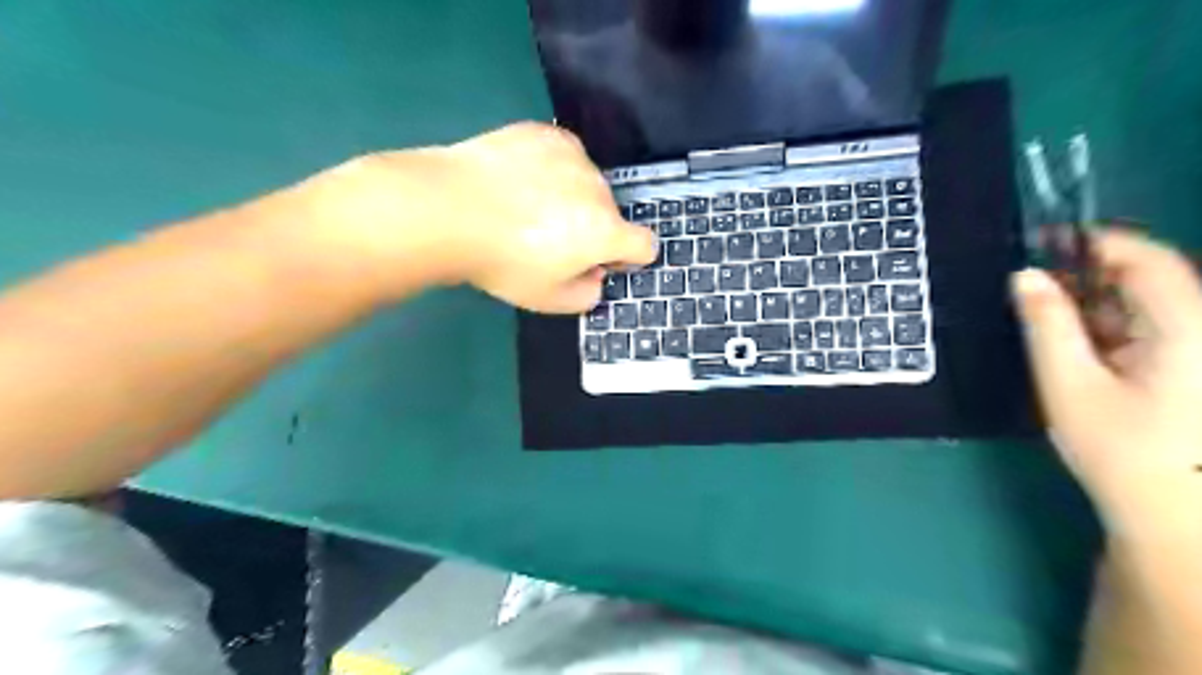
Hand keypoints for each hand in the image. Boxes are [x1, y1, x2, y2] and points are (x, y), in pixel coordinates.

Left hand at [307, 118, 654, 310]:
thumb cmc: (502, 262)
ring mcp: (572, 156)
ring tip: (527, 206)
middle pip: (610, 214)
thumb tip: (595, 277)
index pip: (646, 245)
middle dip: (592, 228)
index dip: (629, 258)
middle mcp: (599, 190)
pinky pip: (562, 156)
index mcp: (606, 232)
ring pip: (586, 183)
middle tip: (548, 239)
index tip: (602, 262)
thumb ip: (586, 296)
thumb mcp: (547, 300)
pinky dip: (550, 169)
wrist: (448, 209)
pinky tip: (518, 180)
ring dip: (572, 196)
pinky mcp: (544, 133)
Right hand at [1011, 230, 1200, 538]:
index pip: (1147, 259)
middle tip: (1030, 285)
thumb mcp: (1069, 385)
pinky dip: (1107, 326)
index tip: (1042, 240)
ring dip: (1093, 302)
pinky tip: (1077, 346)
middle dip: (1086, 274)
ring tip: (1044, 317)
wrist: (1176, 518)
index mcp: (1186, 328)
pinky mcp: (1192, 368)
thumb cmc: (1121, 451)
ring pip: (1146, 303)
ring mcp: (1200, 349)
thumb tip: (1023, 275)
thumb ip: (1046, 325)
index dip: (1095, 241)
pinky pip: (1150, 328)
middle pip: (1147, 279)